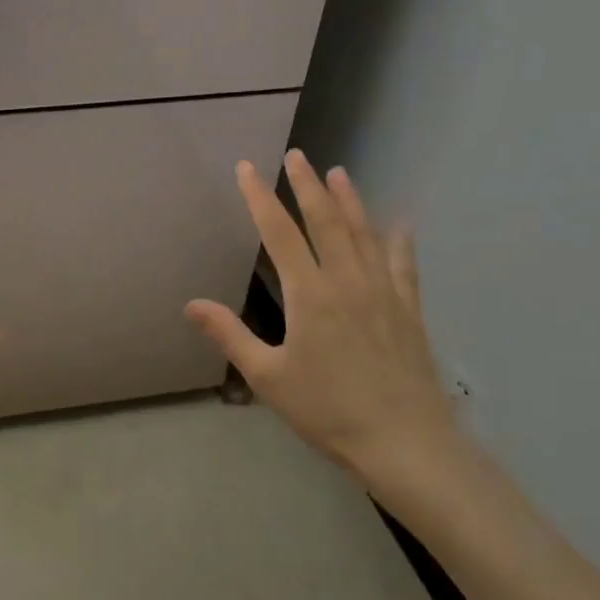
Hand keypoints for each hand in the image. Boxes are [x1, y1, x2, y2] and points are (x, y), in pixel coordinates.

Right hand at [186, 151, 457, 484]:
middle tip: (296, 155)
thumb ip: (230, 335)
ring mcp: (383, 293)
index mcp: (310, 295)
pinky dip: (398, 241)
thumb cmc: (328, 412)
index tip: (247, 168)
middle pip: (325, 221)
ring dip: (349, 200)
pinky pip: (403, 265)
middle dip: (306, 185)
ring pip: (364, 234)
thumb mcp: (268, 377)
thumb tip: (191, 305)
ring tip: (338, 172)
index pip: (280, 233)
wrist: (406, 444)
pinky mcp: (409, 311)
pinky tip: (399, 224)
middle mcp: (347, 282)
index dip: (260, 197)